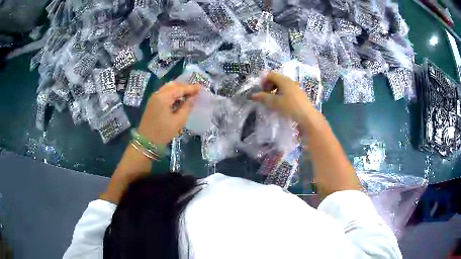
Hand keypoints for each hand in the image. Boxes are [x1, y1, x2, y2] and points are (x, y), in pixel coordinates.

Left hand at [138, 81, 199, 144]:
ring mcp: (154, 98)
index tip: (201, 88)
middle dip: (184, 87)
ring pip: (168, 88)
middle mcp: (158, 94)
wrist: (146, 142)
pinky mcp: (152, 102)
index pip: (180, 88)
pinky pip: (164, 93)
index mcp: (163, 97)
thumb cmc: (163, 132)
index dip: (191, 88)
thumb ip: (187, 107)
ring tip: (188, 95)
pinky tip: (179, 99)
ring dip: (178, 90)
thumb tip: (193, 98)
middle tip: (195, 92)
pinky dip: (173, 93)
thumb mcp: (178, 121)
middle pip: (173, 85)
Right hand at [251, 72, 322, 130]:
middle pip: (276, 79)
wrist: (307, 117)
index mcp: (284, 80)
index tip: (261, 92)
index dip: (263, 82)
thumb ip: (263, 98)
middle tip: (266, 97)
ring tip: (273, 102)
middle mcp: (290, 81)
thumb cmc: (290, 107)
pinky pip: (288, 91)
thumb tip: (253, 95)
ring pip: (282, 86)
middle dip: (269, 87)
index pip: (270, 75)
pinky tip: (282, 105)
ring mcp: (296, 87)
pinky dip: (282, 95)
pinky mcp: (299, 95)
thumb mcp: (274, 103)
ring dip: (275, 92)